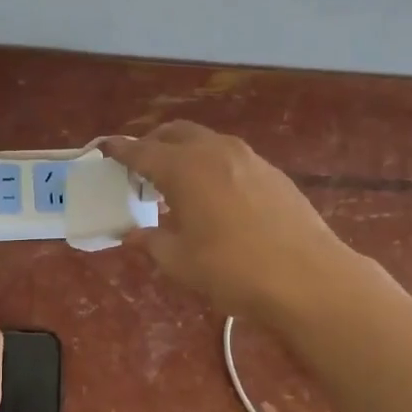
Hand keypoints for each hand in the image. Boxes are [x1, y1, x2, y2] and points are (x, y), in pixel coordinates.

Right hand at [105, 122, 355, 321]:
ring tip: (177, 181)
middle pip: (176, 133)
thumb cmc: (232, 271)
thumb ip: (152, 241)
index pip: (142, 151)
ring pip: (207, 142)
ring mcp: (249, 159)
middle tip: (140, 166)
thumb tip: (132, 233)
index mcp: (184, 169)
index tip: (104, 148)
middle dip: (153, 143)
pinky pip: (231, 157)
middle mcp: (215, 152)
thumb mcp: (180, 262)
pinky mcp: (273, 173)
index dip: (120, 150)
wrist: (307, 278)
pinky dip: (212, 165)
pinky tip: (215, 194)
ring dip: (185, 152)